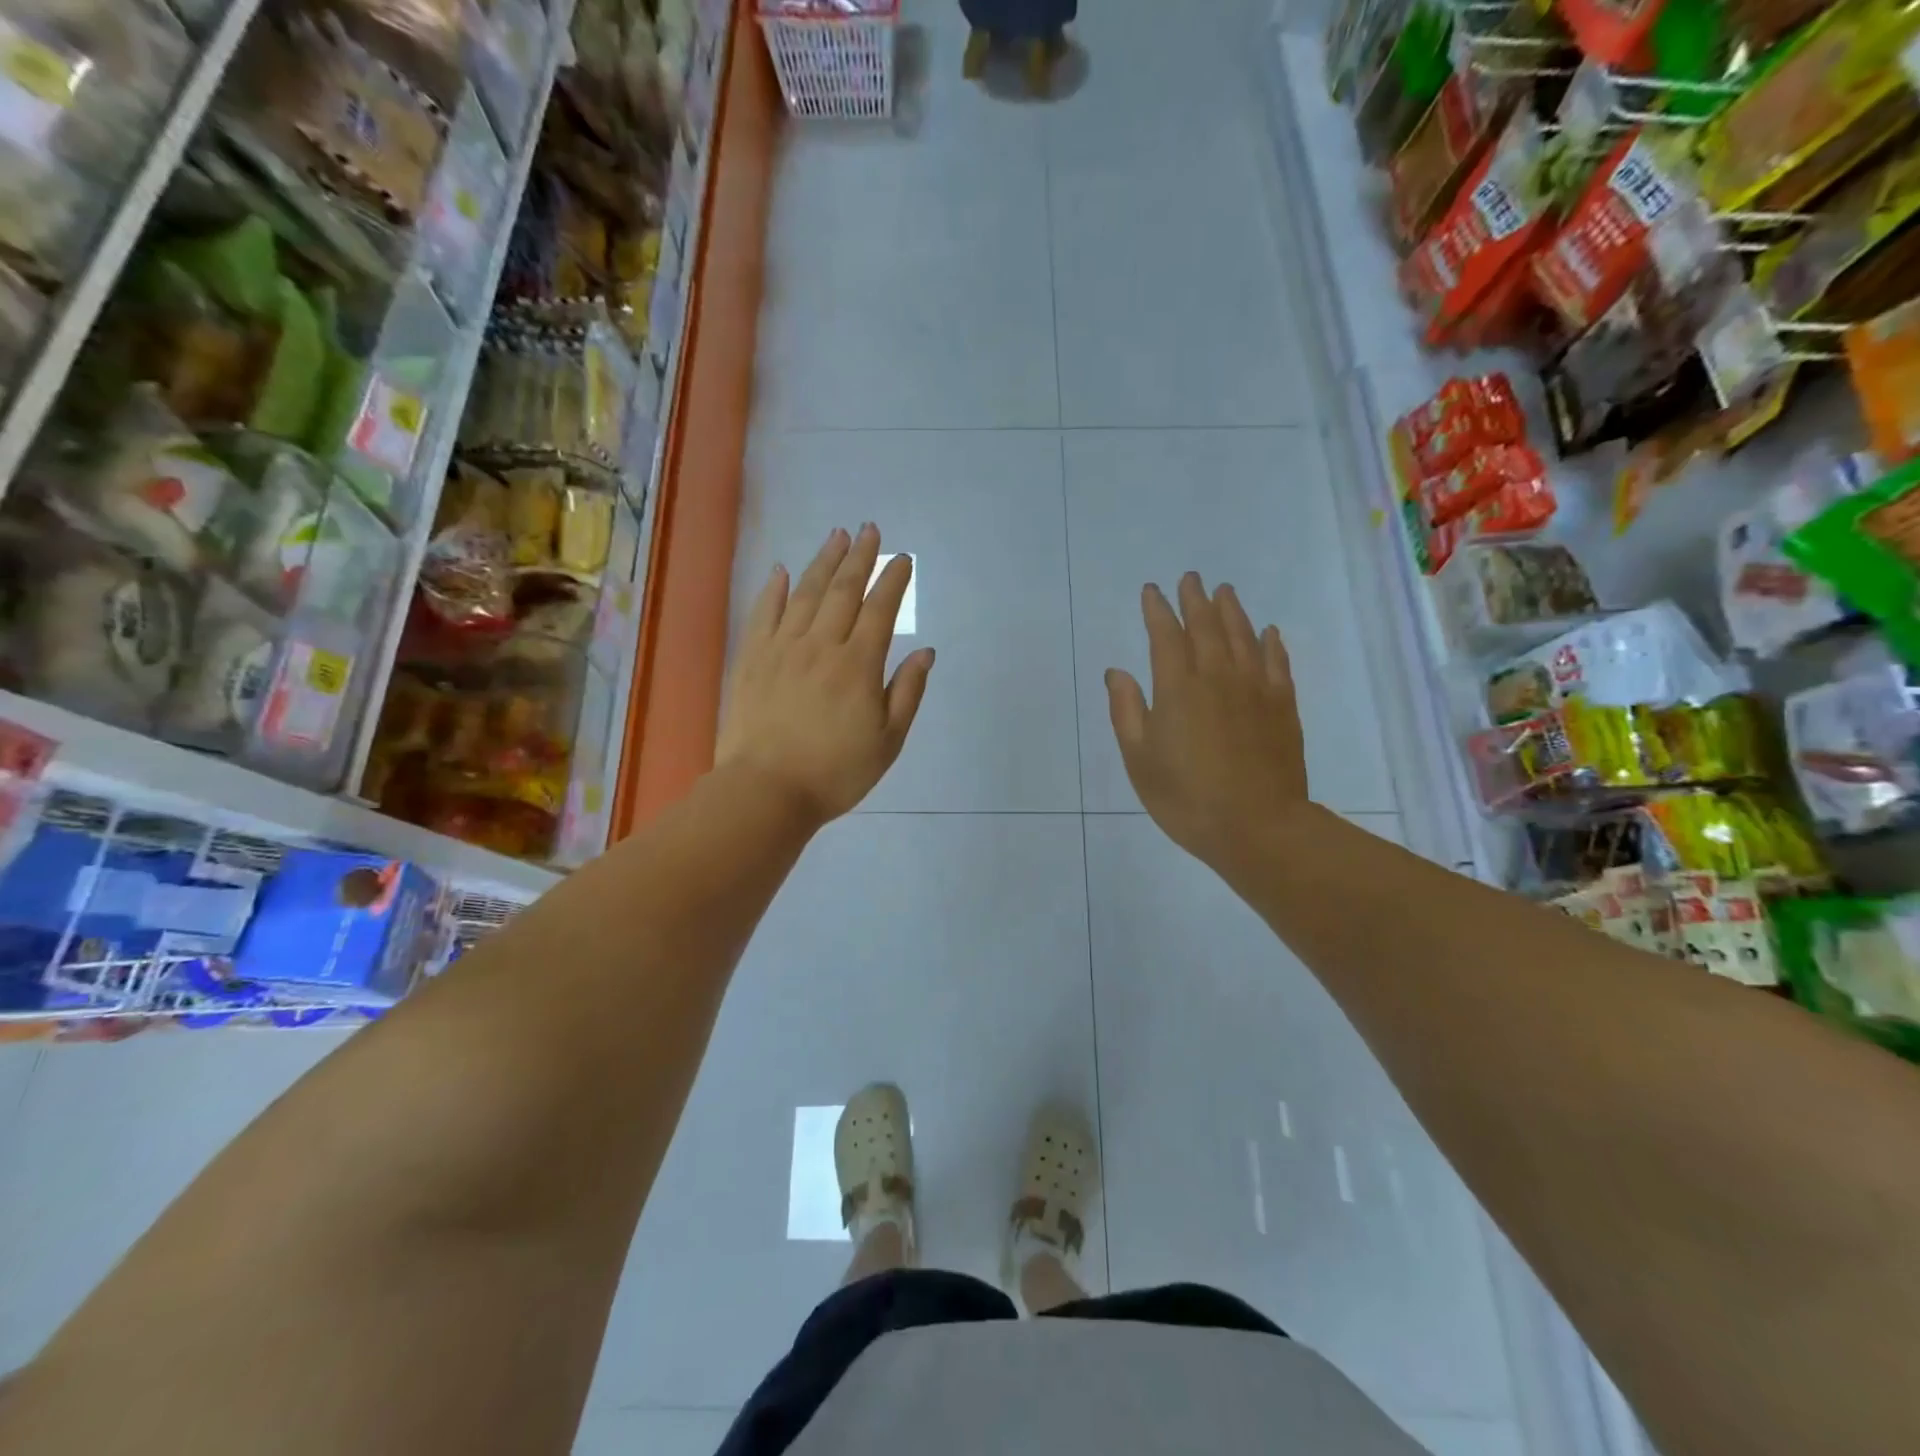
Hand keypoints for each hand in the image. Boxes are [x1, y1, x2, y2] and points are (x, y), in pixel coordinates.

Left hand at [718, 524, 934, 825]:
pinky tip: (780, 570)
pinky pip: (763, 614)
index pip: (880, 610)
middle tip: (869, 530)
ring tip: (837, 537)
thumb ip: (907, 692)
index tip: (903, 559)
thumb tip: (925, 651)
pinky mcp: (751, 659)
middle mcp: (821, 645)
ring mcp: (782, 649)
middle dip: (859, 558)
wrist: (766, 791)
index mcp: (858, 665)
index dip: (893, 581)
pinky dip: (773, 589)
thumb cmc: (836, 772)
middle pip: (843, 591)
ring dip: (823, 562)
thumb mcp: (888, 741)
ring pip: (804, 594)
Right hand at [1105, 573, 1308, 872]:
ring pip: (1243, 636)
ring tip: (1225, 591)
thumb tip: (1117, 672)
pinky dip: (1271, 643)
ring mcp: (1255, 689)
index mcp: (1177, 688)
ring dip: (1232, 610)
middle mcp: (1217, 677)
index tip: (1151, 591)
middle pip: (1206, 626)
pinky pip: (1277, 663)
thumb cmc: (1186, 798)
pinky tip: (1268, 632)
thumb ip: (1127, 711)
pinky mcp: (1283, 706)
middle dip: (1195, 599)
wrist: (1257, 827)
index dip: (1157, 610)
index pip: (1165, 636)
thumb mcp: (1140, 760)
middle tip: (1190, 578)